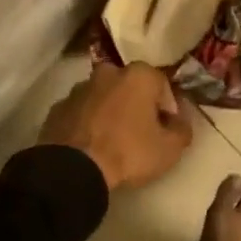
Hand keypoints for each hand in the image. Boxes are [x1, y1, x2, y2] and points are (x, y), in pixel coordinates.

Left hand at [40, 63, 192, 191]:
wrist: (74, 168)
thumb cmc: (128, 152)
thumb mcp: (169, 149)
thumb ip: (182, 130)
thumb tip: (179, 122)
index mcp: (137, 75)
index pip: (161, 84)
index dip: (167, 106)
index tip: (166, 128)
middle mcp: (107, 73)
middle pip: (129, 86)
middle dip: (136, 103)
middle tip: (141, 131)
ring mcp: (79, 88)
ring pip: (102, 96)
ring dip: (110, 110)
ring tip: (113, 139)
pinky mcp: (58, 107)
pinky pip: (81, 111)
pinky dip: (88, 121)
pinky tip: (91, 144)